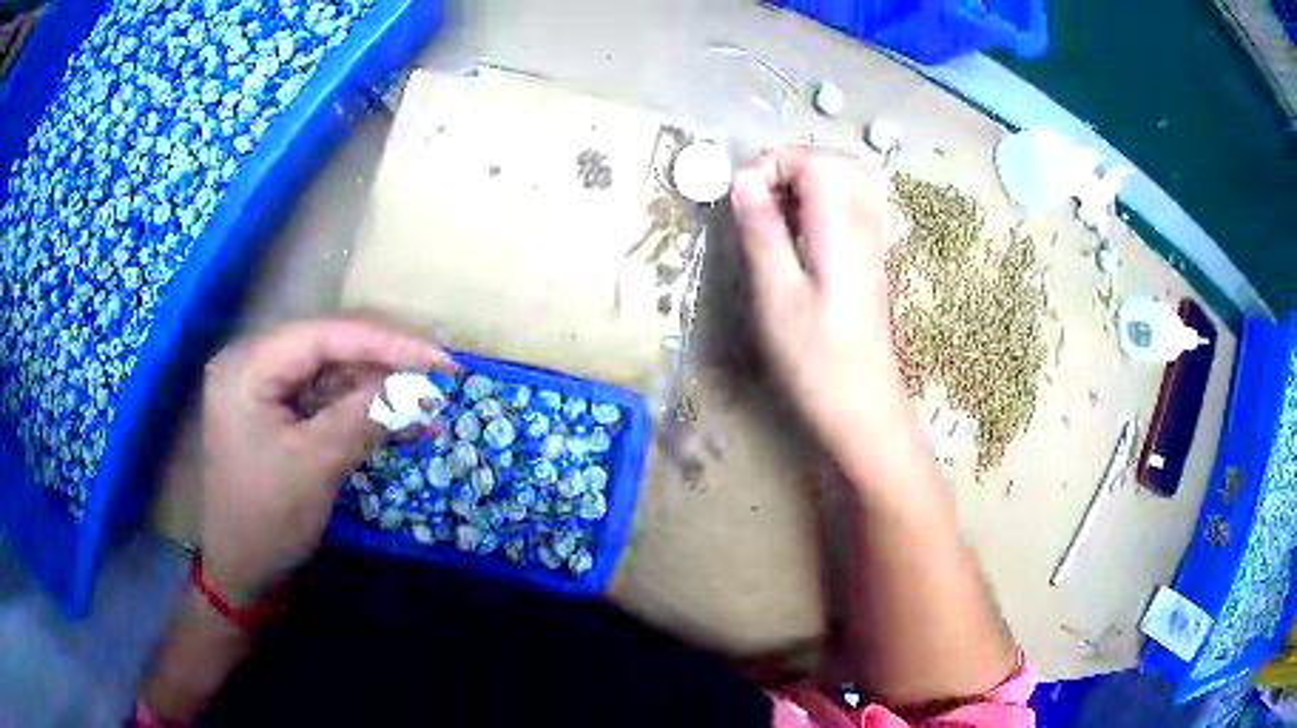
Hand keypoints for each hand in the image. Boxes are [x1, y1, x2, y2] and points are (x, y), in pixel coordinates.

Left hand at [198, 318, 452, 604]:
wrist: (242, 570)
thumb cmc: (266, 519)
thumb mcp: (315, 466)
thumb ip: (363, 417)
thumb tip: (420, 388)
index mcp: (248, 366)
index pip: (324, 337)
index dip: (386, 344)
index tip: (439, 362)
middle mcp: (255, 364)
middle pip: (331, 351)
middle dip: (387, 368)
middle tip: (440, 382)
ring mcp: (267, 389)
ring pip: (335, 376)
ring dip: (381, 394)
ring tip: (431, 410)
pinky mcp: (281, 413)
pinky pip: (328, 402)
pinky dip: (365, 414)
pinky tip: (404, 425)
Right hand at [730, 148, 908, 462]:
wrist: (863, 407)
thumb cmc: (815, 361)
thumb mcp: (776, 297)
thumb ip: (762, 232)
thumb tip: (742, 182)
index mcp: (841, 228)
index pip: (816, 161)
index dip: (773, 165)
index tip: (743, 199)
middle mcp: (865, 224)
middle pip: (838, 162)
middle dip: (791, 168)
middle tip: (760, 202)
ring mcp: (875, 241)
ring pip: (850, 180)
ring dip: (808, 184)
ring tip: (778, 216)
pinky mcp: (872, 259)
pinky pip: (856, 206)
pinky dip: (825, 203)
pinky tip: (803, 234)